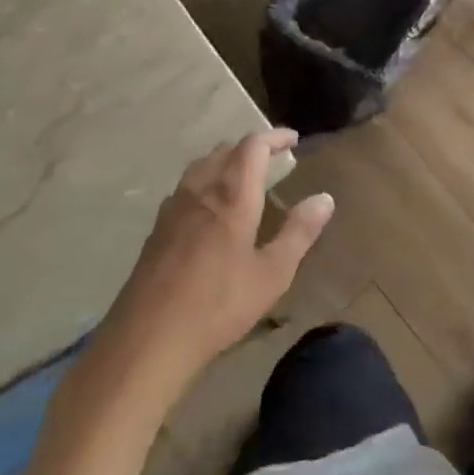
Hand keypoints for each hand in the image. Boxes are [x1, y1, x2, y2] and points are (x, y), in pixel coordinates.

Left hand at [109, 130, 333, 384]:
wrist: (148, 337)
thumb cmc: (219, 304)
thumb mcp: (272, 274)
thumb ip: (299, 232)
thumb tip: (325, 199)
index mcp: (232, 195)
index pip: (252, 146)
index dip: (274, 137)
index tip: (292, 139)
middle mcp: (201, 190)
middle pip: (225, 150)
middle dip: (250, 147)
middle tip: (272, 157)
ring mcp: (174, 207)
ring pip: (201, 165)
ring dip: (225, 160)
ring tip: (242, 174)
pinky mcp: (157, 228)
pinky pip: (185, 186)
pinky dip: (205, 180)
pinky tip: (209, 205)